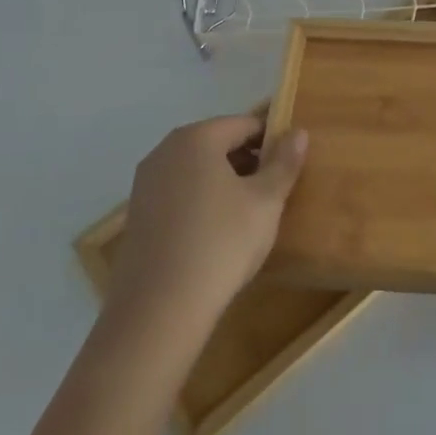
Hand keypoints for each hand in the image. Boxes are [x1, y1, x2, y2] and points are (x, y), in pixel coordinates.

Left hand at [107, 110, 308, 330]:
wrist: (159, 310)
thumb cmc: (221, 243)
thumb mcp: (266, 201)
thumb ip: (284, 162)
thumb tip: (298, 132)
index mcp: (197, 138)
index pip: (245, 124)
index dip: (272, 141)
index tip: (289, 167)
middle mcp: (165, 151)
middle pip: (218, 143)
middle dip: (248, 161)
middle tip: (273, 192)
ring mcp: (145, 183)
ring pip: (197, 169)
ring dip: (224, 182)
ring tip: (248, 215)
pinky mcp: (137, 215)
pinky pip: (179, 193)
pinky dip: (201, 201)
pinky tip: (216, 233)